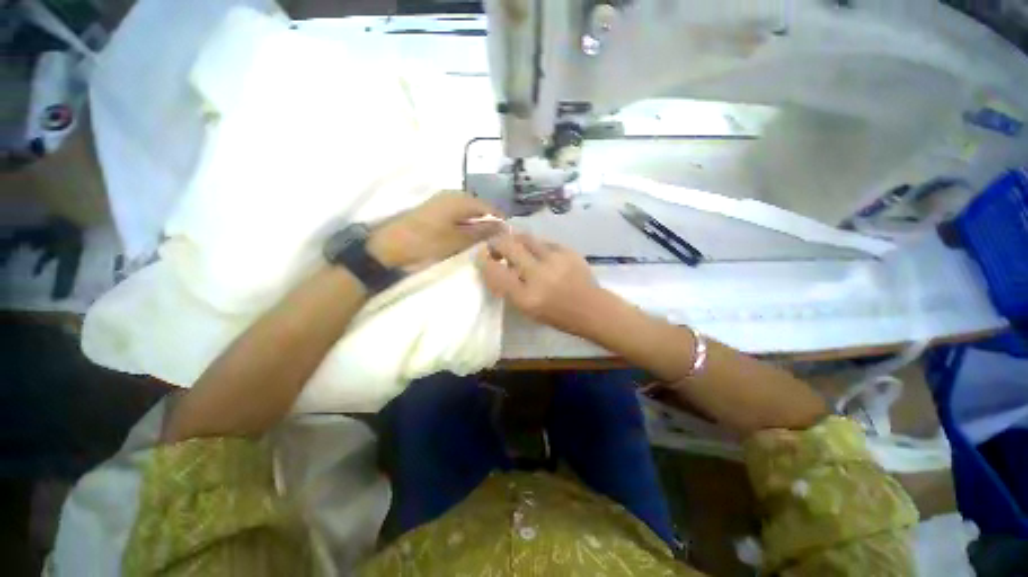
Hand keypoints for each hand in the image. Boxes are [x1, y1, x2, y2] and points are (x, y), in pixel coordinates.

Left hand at [368, 193, 504, 269]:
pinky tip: (467, 239)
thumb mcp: (458, 240)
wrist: (389, 247)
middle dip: (489, 225)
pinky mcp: (435, 210)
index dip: (500, 223)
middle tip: (495, 244)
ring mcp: (443, 202)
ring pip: (469, 213)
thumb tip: (503, 227)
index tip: (507, 239)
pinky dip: (466, 227)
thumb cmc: (426, 243)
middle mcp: (453, 195)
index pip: (490, 208)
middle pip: (480, 209)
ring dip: (477, 227)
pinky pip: (458, 216)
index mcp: (460, 199)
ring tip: (483, 244)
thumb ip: (482, 232)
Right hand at [479, 233, 608, 336]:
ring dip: (514, 239)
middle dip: (496, 243)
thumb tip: (496, 267)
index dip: (484, 261)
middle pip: (508, 246)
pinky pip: (543, 241)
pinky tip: (538, 252)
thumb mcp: (528, 310)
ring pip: (525, 237)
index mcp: (526, 297)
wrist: (592, 308)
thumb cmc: (557, 315)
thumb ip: (510, 289)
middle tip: (495, 246)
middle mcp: (538, 275)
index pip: (495, 272)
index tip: (481, 256)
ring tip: (514, 245)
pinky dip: (535, 246)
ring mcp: (554, 260)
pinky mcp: (567, 251)